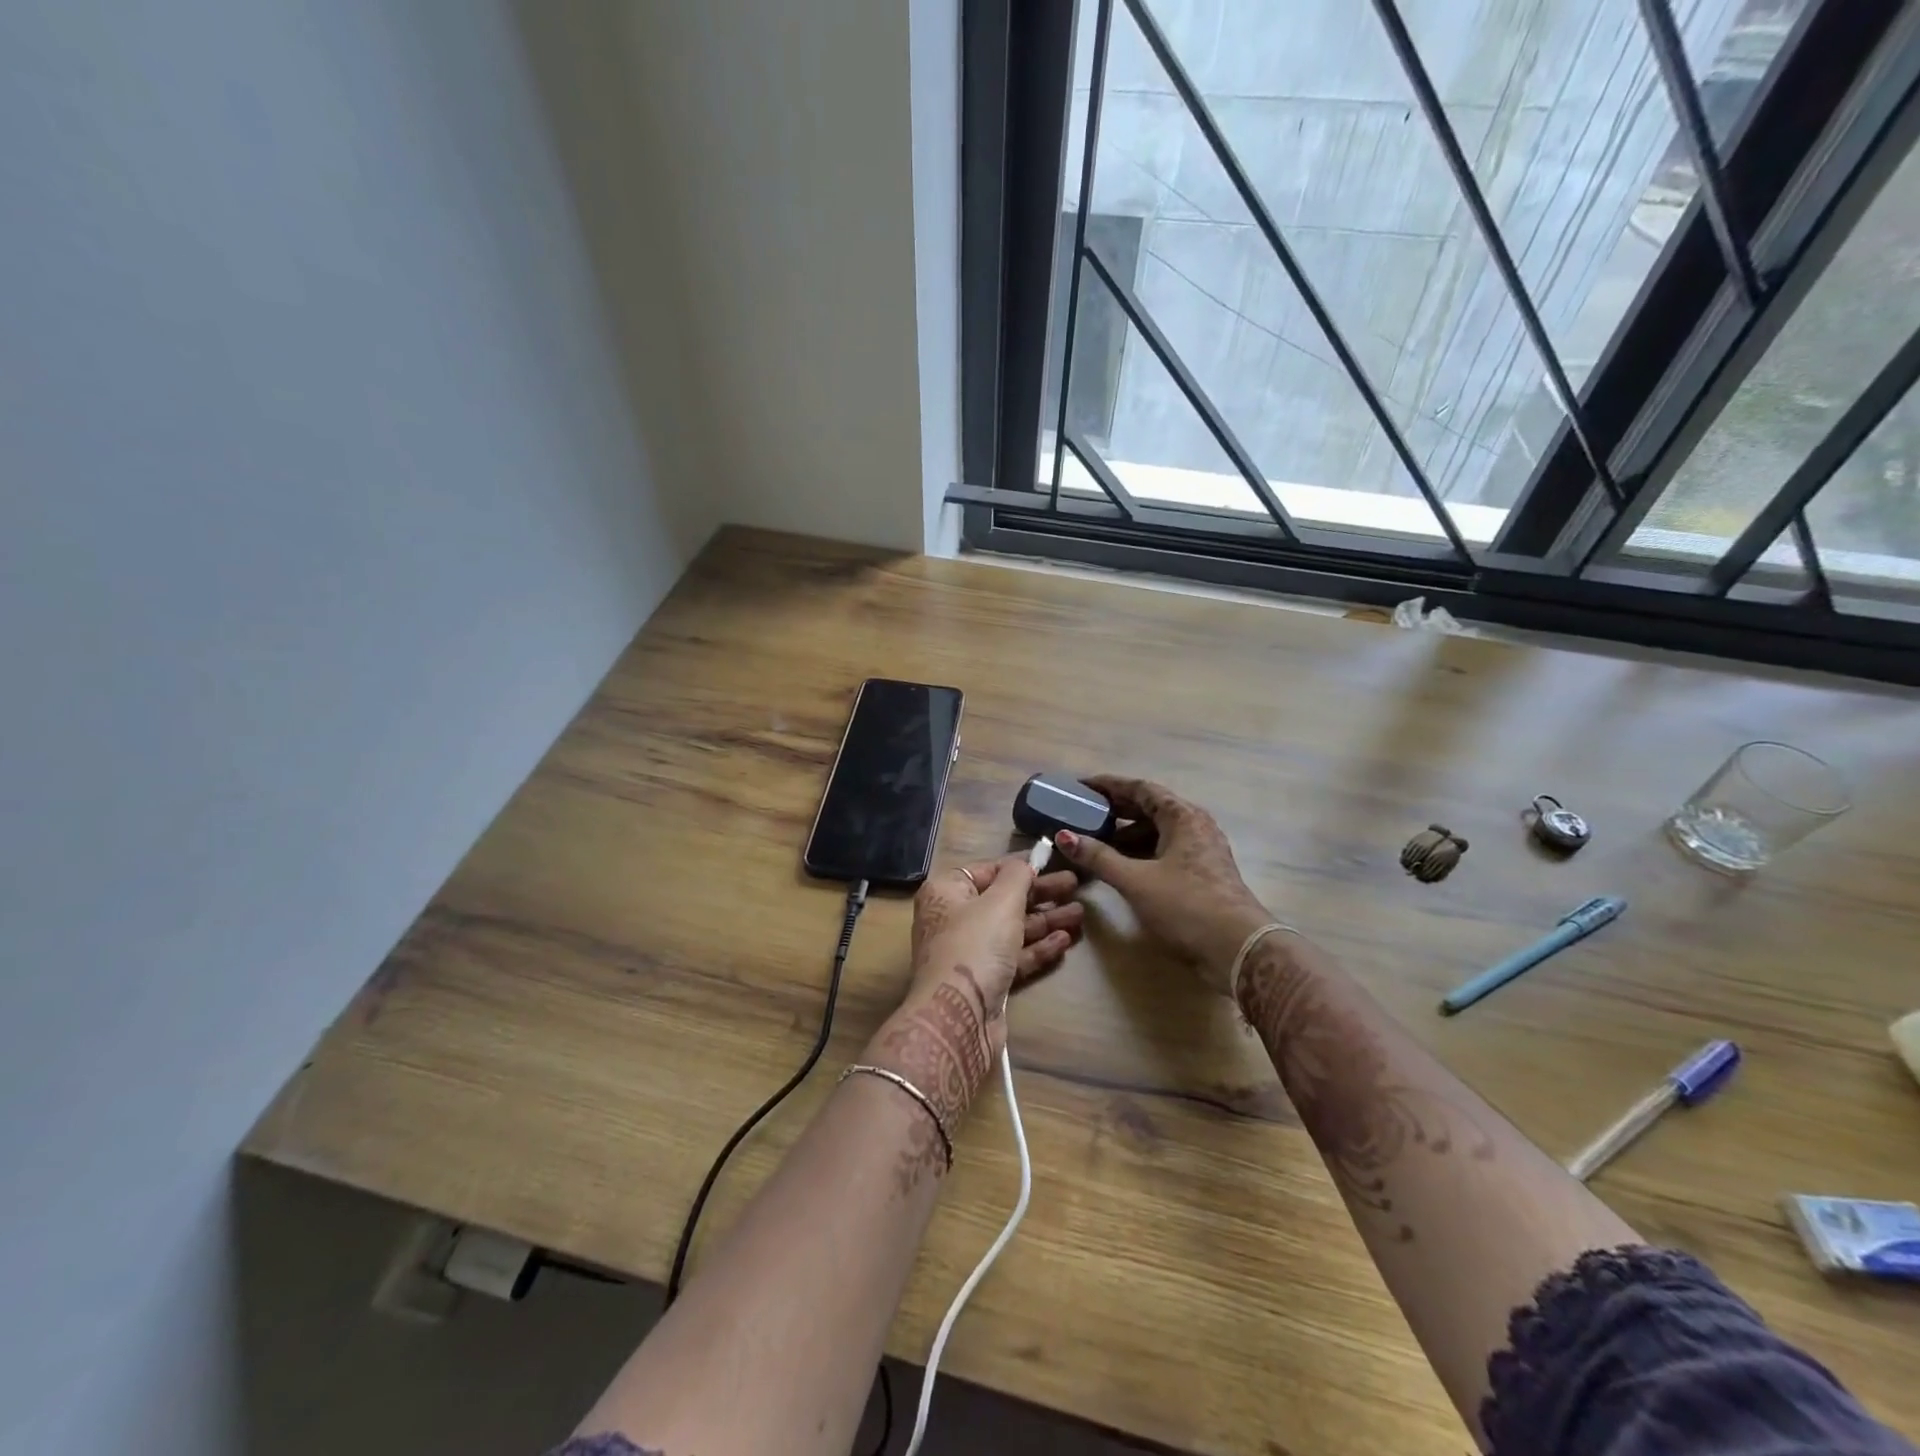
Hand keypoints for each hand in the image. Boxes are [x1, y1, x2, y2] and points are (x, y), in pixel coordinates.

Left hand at [867, 856, 1081, 1123]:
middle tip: (1075, 886)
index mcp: (946, 891)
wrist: (958, 1017)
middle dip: (1040, 894)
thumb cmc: (975, 945)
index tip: (1050, 863)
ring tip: (1080, 914)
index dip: (1019, 866)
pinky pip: (1014, 956)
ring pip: (1012, 929)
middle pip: (1002, 899)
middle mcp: (953, 918)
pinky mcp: (984, 980)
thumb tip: (1025, 862)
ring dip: (1045, 920)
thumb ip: (1017, 876)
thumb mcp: (1000, 901)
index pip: (986, 870)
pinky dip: (1037, 947)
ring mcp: (969, 951)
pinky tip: (1064, 941)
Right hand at [1053, 775, 1270, 994]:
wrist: (1238, 949)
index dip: (1109, 785)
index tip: (1081, 786)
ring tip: (1095, 842)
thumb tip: (1065, 836)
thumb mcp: (1136, 881)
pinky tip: (1121, 866)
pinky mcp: (1202, 873)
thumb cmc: (1186, 906)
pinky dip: (1141, 852)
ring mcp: (1201, 850)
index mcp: (1182, 816)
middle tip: (1083, 813)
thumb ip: (1099, 858)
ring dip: (1127, 834)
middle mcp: (1195, 826)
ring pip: (1158, 832)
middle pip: (1150, 808)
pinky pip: (1165, 851)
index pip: (1140, 788)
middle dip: (1116, 810)